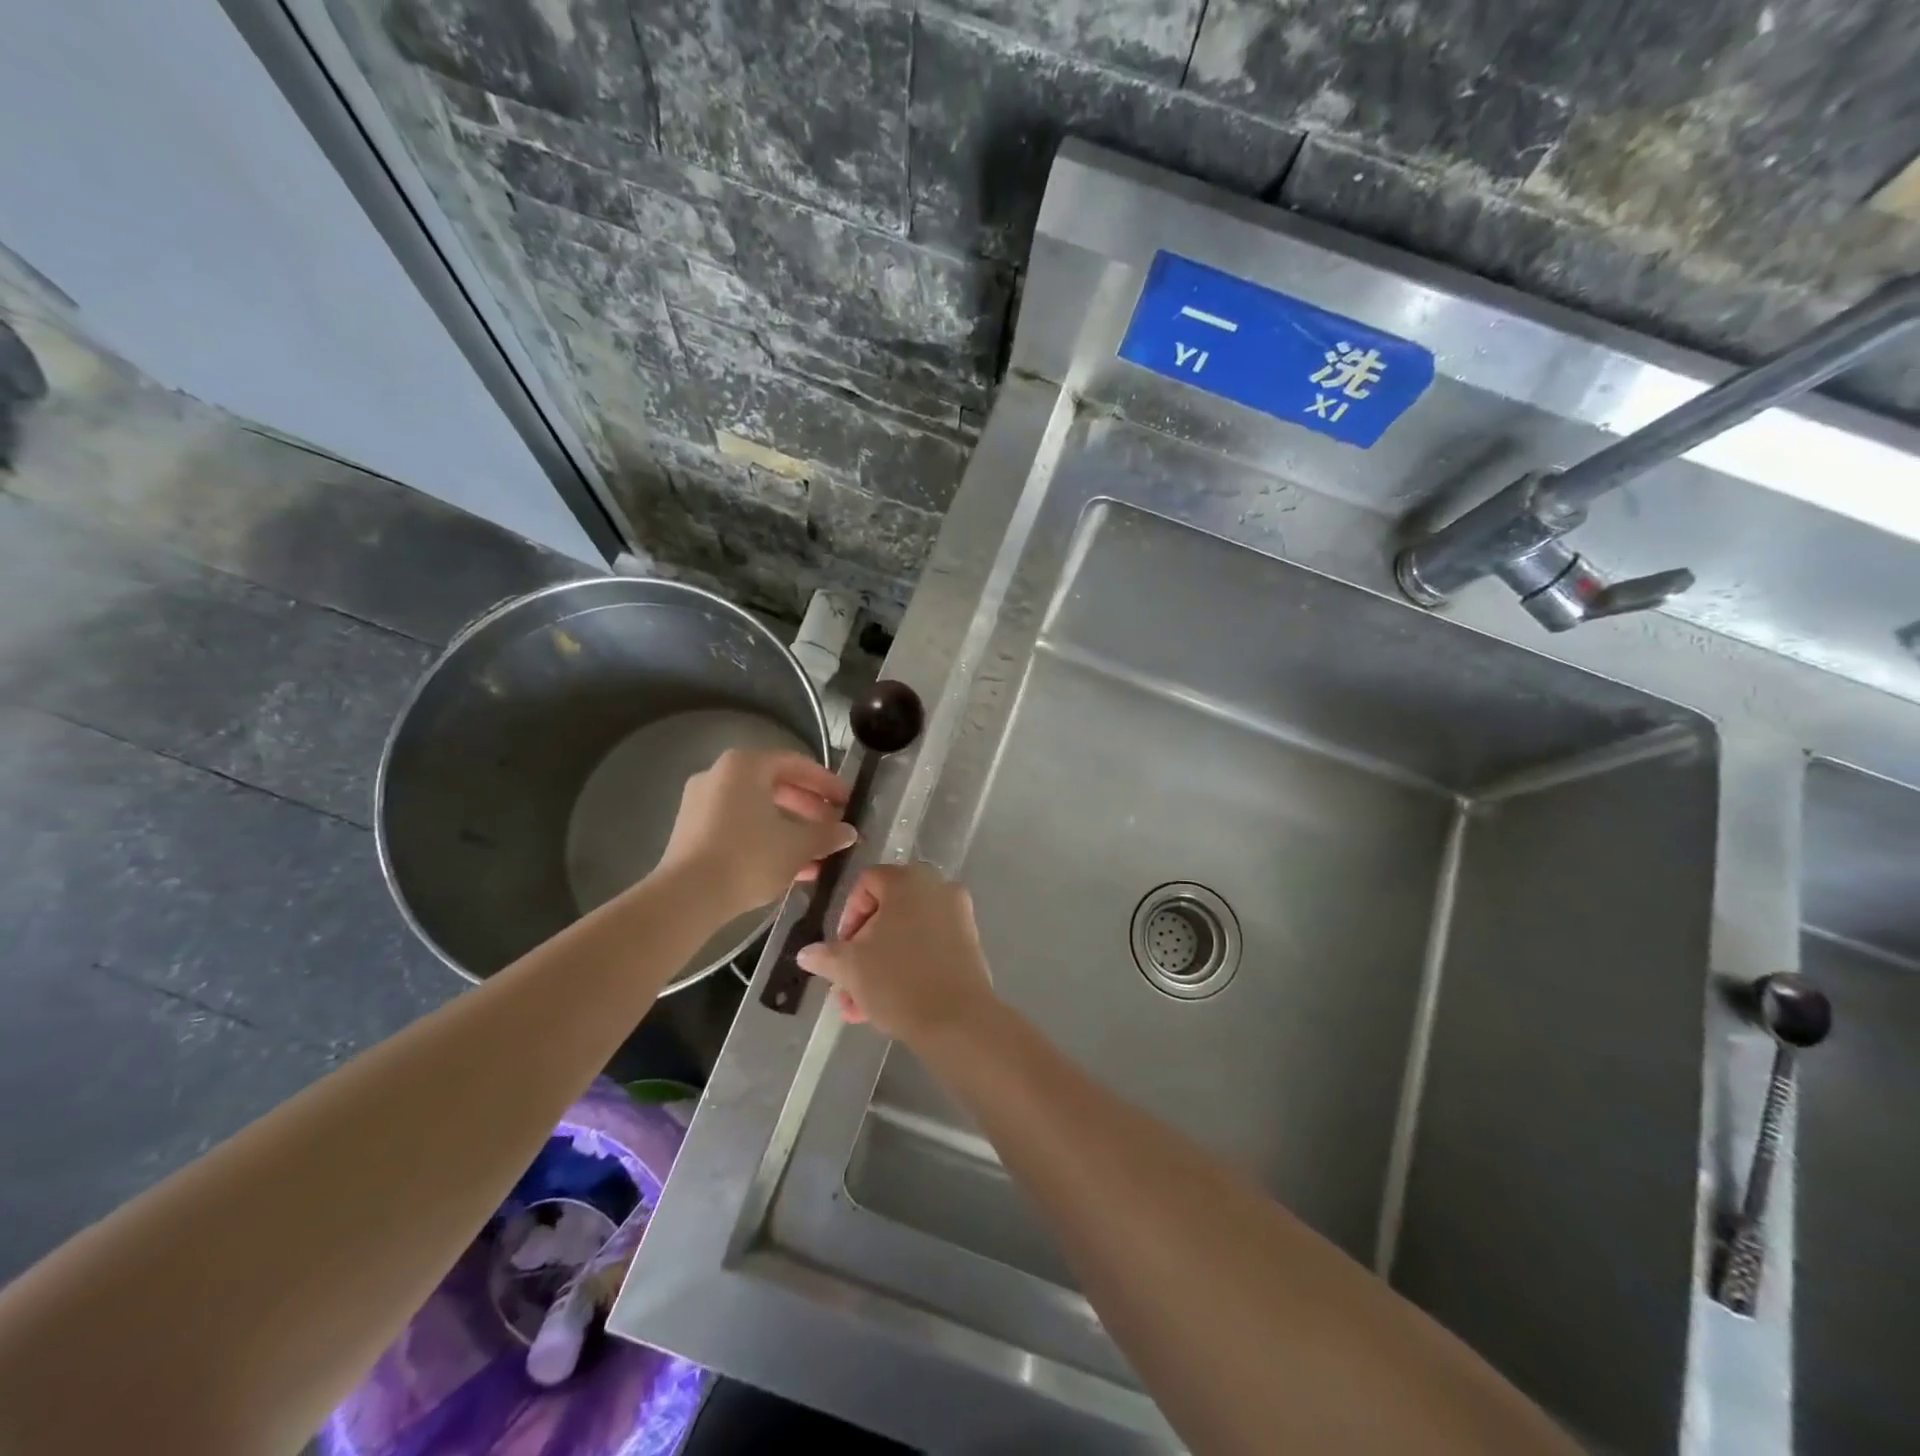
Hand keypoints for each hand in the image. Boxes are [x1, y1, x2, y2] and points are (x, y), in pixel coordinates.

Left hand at [656, 749, 854, 920]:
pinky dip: (767, 839)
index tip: (849, 802)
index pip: (797, 765)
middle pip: (776, 786)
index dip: (828, 784)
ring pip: (759, 810)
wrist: (687, 898)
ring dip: (791, 828)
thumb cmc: (748, 857)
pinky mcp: (693, 832)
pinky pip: (740, 826)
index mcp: (745, 766)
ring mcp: (702, 804)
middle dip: (810, 809)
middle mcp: (720, 775)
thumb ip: (827, 834)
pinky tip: (791, 867)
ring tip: (818, 853)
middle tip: (834, 828)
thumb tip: (849, 832)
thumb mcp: (798, 845)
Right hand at [796, 864, 998, 1045]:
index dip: (847, 916)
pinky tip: (886, 1006)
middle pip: (887, 912)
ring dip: (879, 966)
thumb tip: (806, 953)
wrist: (957, 1020)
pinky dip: (907, 967)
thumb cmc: (898, 981)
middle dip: (861, 950)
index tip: (840, 950)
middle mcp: (937, 887)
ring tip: (859, 1007)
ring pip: (906, 935)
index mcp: (908, 880)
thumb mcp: (850, 968)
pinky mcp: (970, 943)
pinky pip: (929, 947)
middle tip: (846, 983)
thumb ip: (826, 956)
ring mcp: (958, 915)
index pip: (866, 883)